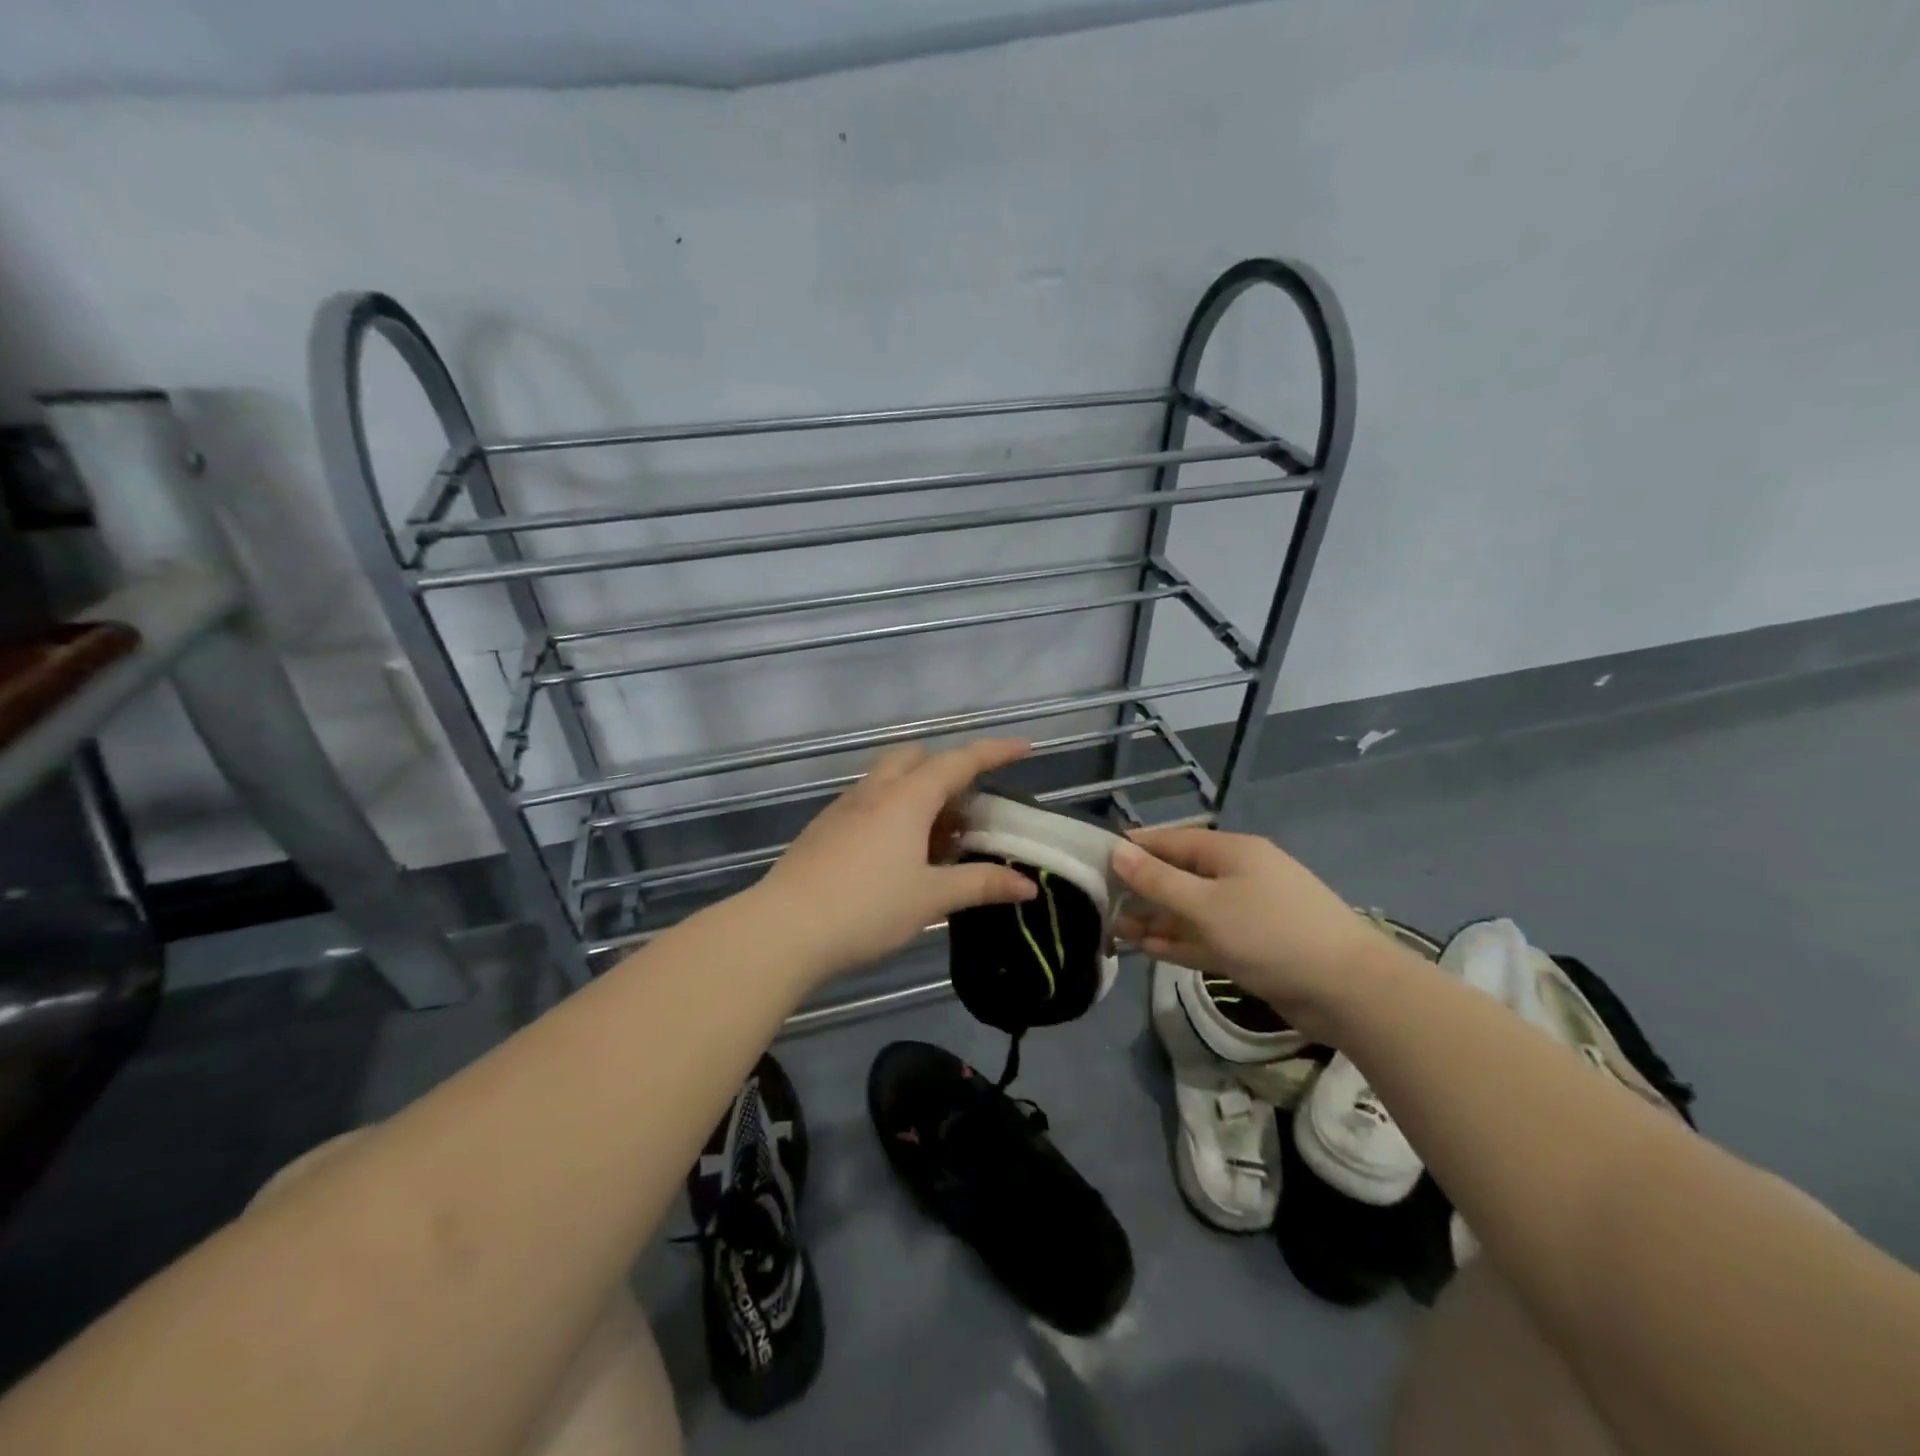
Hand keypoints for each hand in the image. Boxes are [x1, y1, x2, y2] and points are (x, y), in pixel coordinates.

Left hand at [756, 738, 1037, 979]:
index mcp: (906, 798)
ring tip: (936, 839)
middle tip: (967, 809)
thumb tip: (1027, 885)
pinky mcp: (824, 828)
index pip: (959, 762)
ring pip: (889, 780)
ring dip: (919, 793)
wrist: (783, 930)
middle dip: (947, 770)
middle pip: (916, 758)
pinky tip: (896, 855)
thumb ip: (980, 885)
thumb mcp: (930, 898)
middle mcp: (874, 791)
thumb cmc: (866, 909)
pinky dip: (893, 811)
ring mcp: (844, 808)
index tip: (1025, 747)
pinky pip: (868, 802)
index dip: (994, 752)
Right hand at [1112, 827, 1379, 1036]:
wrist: (1348, 990)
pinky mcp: (1253, 947)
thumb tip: (1117, 851)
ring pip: (1190, 910)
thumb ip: (1158, 881)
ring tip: (1114, 929)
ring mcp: (1247, 912)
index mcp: (1231, 852)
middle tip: (1099, 902)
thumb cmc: (1270, 934)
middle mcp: (1238, 876)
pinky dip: (1179, 941)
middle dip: (1142, 889)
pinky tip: (1147, 948)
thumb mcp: (1206, 906)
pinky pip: (1206, 936)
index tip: (1096, 858)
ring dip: (1156, 919)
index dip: (1134, 848)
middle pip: (1179, 876)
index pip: (1171, 841)